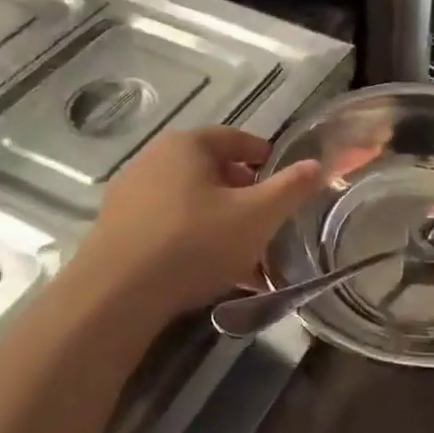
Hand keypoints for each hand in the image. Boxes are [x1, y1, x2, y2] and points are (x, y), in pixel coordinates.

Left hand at [82, 127, 323, 317]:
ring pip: (190, 202)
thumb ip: (291, 188)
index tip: (281, 175)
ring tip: (244, 252)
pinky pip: (168, 226)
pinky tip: (210, 271)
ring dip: (219, 220)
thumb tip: (317, 165)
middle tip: (266, 217)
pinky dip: (193, 239)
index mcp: (187, 145)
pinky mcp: (117, 229)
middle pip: (210, 170)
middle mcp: (153, 160)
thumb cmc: (195, 243)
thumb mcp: (258, 216)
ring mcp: (130, 195)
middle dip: (242, 192)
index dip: (262, 154)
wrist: (116, 294)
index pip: (234, 138)